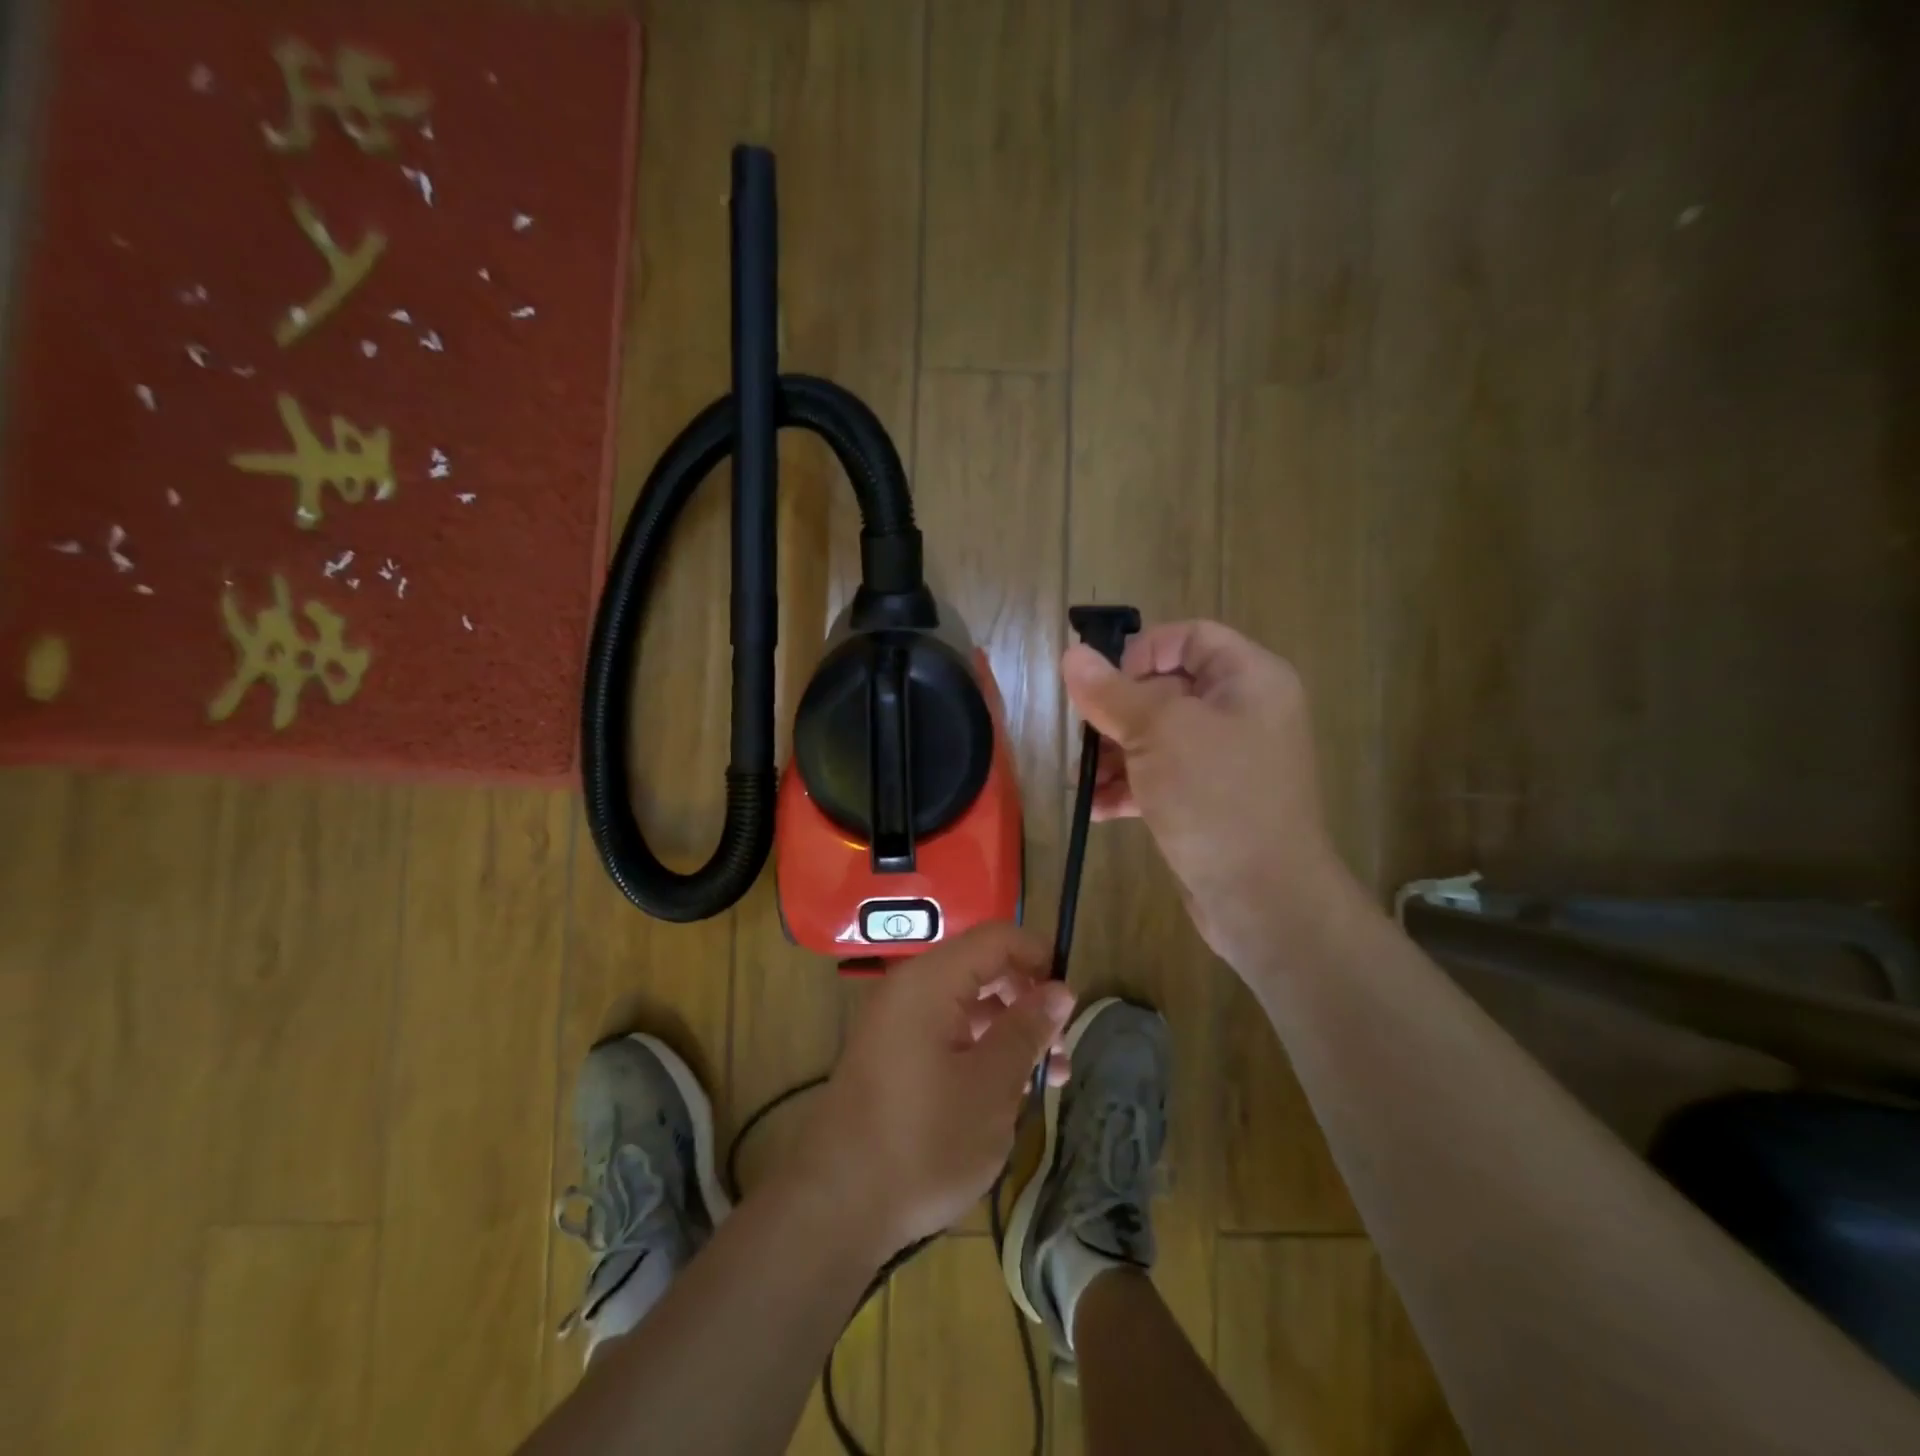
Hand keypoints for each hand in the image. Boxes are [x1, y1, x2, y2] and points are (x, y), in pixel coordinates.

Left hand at [790, 924, 1074, 1259]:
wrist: (836, 1207)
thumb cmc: (924, 1141)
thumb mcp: (992, 1085)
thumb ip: (1027, 1029)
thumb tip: (1061, 989)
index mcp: (930, 981)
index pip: (996, 938)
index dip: (1039, 956)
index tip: (1072, 1000)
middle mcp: (909, 989)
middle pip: (982, 969)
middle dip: (1028, 1001)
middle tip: (1061, 1050)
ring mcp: (896, 1022)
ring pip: (967, 1005)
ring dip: (1010, 1031)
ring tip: (1048, 1080)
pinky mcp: (892, 1055)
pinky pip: (946, 1032)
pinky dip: (981, 1049)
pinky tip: (1007, 1092)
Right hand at [1060, 619, 1357, 969]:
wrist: (1264, 898)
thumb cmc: (1215, 797)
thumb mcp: (1157, 734)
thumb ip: (1111, 693)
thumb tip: (1072, 656)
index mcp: (1249, 679)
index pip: (1189, 637)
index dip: (1141, 651)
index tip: (1101, 685)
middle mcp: (1243, 712)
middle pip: (1167, 688)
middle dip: (1117, 713)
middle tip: (1084, 737)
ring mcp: (1228, 760)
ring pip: (1159, 737)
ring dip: (1115, 754)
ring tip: (1082, 780)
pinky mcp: (1211, 800)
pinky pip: (1164, 776)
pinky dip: (1132, 787)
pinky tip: (1098, 809)